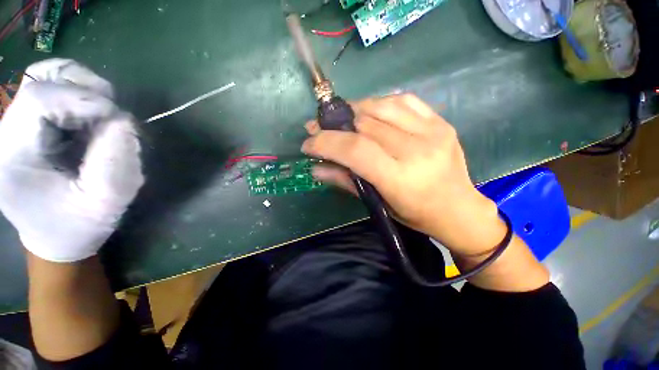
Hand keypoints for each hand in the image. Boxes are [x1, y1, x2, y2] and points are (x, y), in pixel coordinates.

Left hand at [0, 59, 143, 262]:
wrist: (55, 238)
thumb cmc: (77, 226)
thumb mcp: (104, 202)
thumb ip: (115, 161)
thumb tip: (123, 121)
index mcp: (12, 155)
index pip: (38, 99)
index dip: (82, 99)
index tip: (118, 119)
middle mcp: (5, 134)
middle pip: (39, 80)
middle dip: (83, 90)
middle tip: (110, 115)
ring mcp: (13, 127)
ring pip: (43, 77)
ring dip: (80, 87)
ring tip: (100, 113)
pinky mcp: (27, 127)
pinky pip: (48, 89)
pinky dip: (74, 91)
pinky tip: (88, 113)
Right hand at [302, 94, 504, 256]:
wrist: (459, 209)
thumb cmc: (415, 214)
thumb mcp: (378, 204)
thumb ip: (345, 182)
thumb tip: (315, 168)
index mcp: (400, 178)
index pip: (355, 150)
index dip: (326, 142)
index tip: (308, 143)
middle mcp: (417, 150)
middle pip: (365, 125)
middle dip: (334, 125)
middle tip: (319, 129)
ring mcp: (432, 131)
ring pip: (381, 106)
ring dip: (353, 110)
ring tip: (341, 120)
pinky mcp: (441, 121)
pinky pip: (403, 100)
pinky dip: (378, 103)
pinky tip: (368, 113)